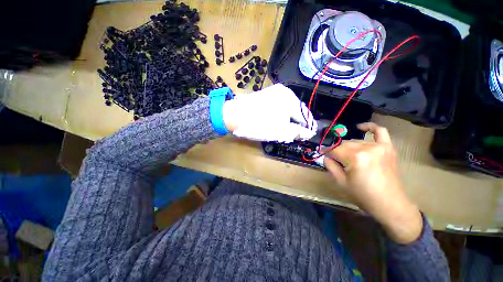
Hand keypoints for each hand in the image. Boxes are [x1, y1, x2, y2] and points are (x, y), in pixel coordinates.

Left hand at [223, 84, 317, 142]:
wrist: (233, 115)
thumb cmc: (259, 124)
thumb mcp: (281, 131)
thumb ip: (298, 132)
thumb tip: (310, 132)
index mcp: (290, 99)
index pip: (305, 114)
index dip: (307, 126)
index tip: (307, 135)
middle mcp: (284, 92)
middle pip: (296, 110)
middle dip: (297, 122)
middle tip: (296, 133)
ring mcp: (273, 92)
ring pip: (286, 108)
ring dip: (288, 119)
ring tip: (286, 129)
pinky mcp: (264, 95)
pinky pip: (277, 105)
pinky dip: (280, 114)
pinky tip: (276, 121)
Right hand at [323, 122, 421, 243]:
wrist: (389, 204)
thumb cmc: (363, 195)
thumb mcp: (340, 182)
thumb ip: (330, 165)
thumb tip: (325, 155)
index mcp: (354, 158)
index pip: (334, 150)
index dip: (326, 152)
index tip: (321, 153)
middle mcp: (366, 149)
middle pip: (344, 144)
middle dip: (337, 151)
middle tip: (335, 160)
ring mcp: (379, 147)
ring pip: (356, 141)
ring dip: (349, 147)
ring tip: (348, 157)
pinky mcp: (388, 148)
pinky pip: (380, 131)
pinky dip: (370, 127)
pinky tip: (361, 127)